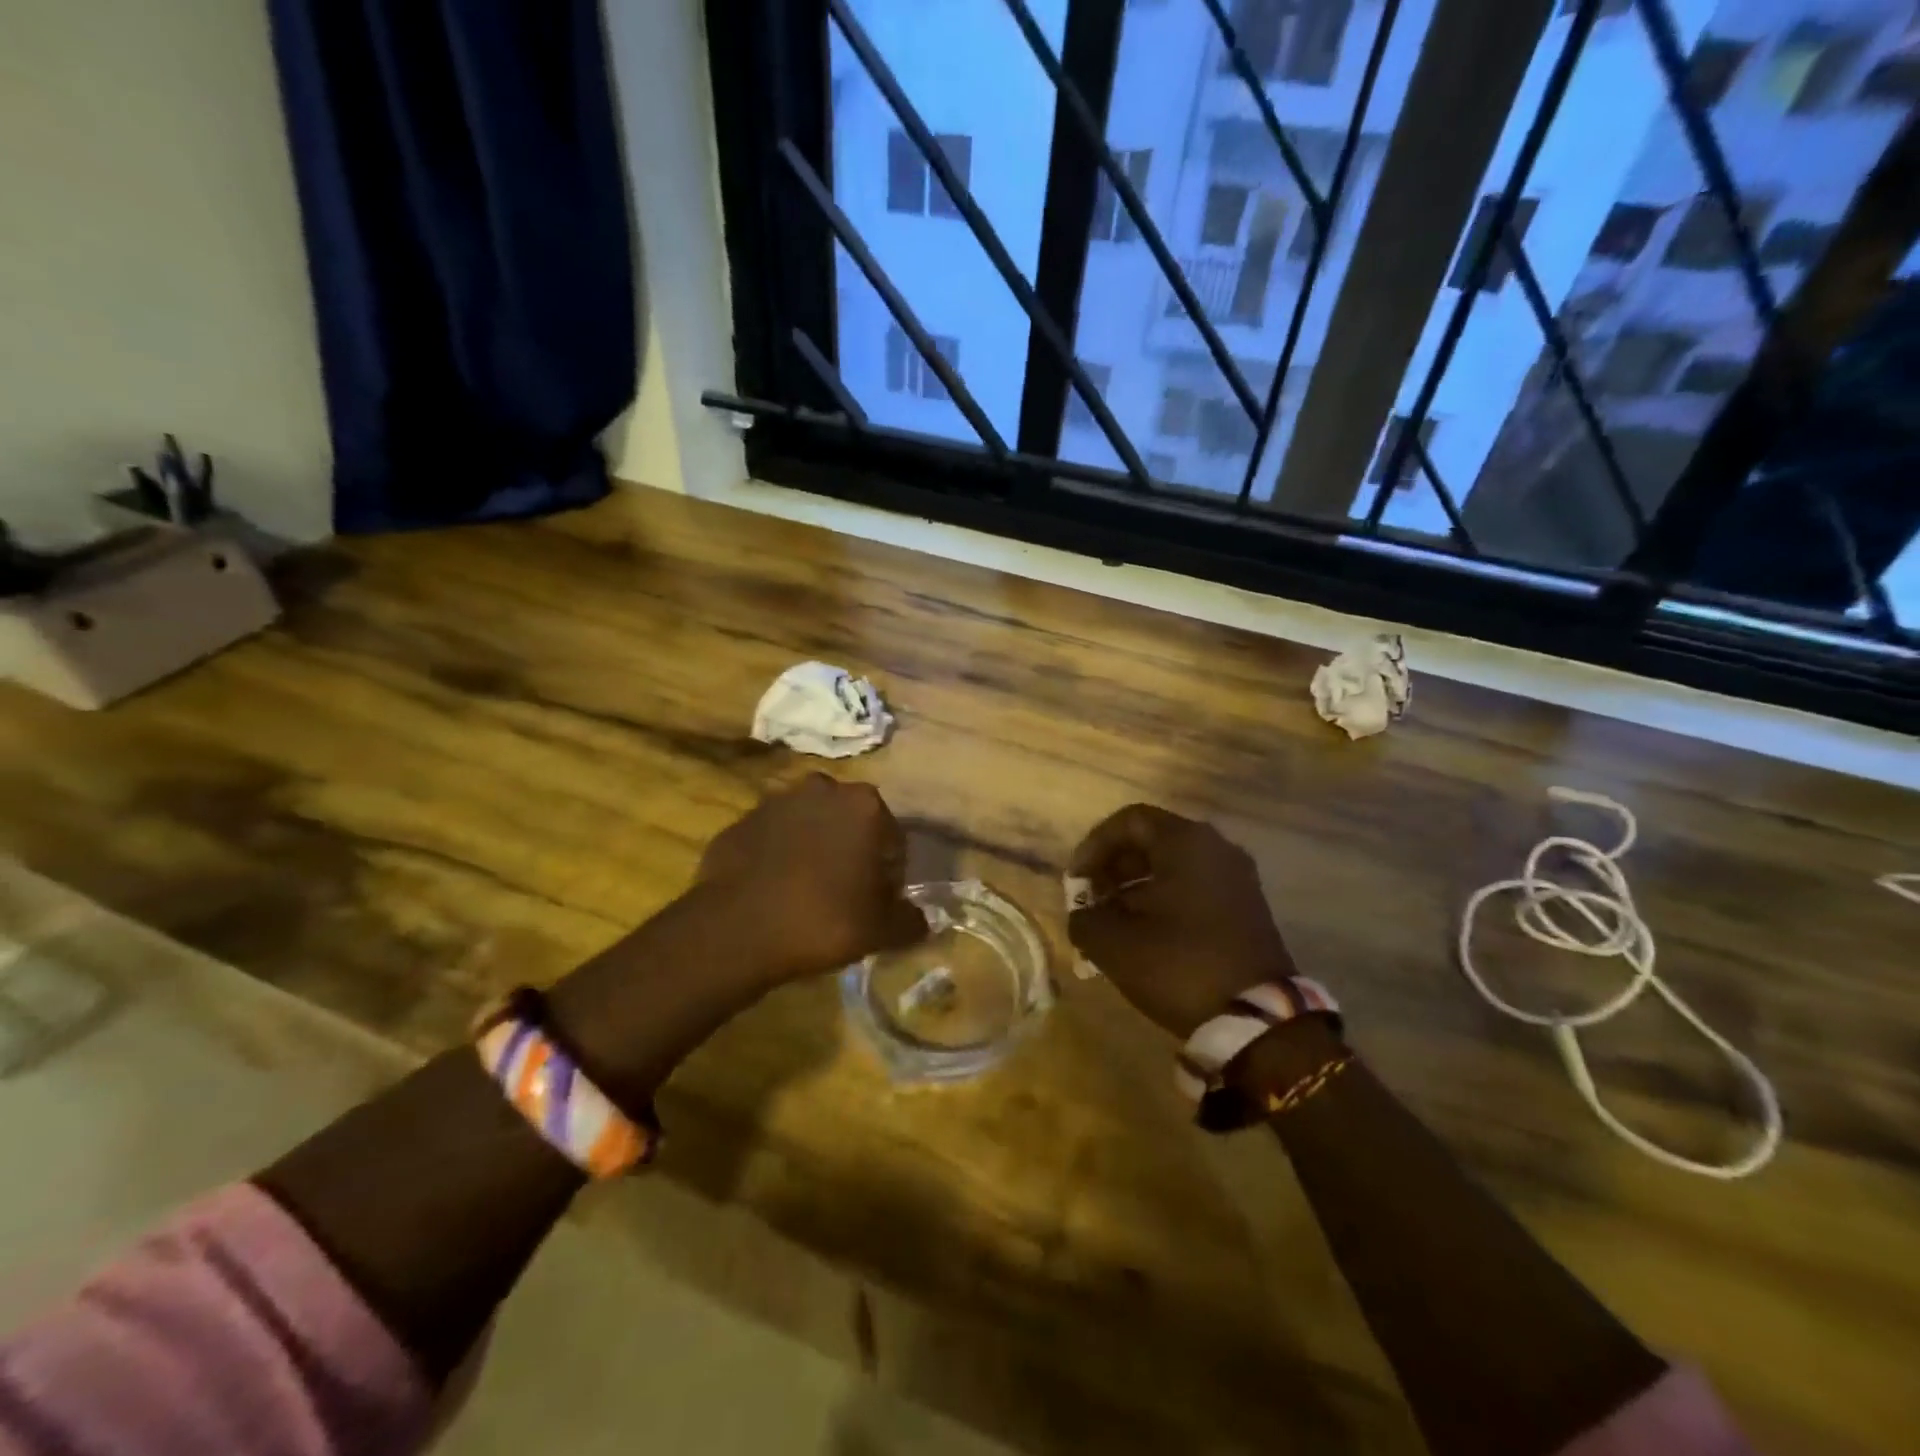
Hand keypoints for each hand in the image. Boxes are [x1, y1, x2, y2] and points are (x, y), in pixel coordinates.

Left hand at [693, 773, 928, 985]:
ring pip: (810, 826)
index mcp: (865, 805)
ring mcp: (776, 802)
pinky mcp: (741, 821)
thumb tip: (919, 919)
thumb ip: (910, 921)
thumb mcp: (881, 930)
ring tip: (807, 893)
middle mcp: (823, 790)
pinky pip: (772, 839)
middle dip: (852, 852)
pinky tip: (774, 891)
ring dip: (814, 849)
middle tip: (845, 895)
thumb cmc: (823, 920)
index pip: (893, 839)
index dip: (890, 874)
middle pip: (850, 824)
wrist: (735, 929)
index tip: (878, 903)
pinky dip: (778, 856)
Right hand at [1068, 804, 1295, 1038]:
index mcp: (1186, 842)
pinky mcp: (1247, 908)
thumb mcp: (1114, 944)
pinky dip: (1164, 902)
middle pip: (1152, 841)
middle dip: (1113, 869)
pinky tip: (1145, 937)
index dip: (1094, 846)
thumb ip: (1085, 919)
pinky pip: (1195, 888)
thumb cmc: (1180, 965)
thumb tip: (1084, 915)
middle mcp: (1216, 849)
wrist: (1259, 1019)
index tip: (1076, 881)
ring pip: (1173, 867)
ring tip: (1112, 923)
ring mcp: (1237, 879)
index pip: (1129, 821)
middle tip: (1091, 902)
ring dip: (1136, 888)